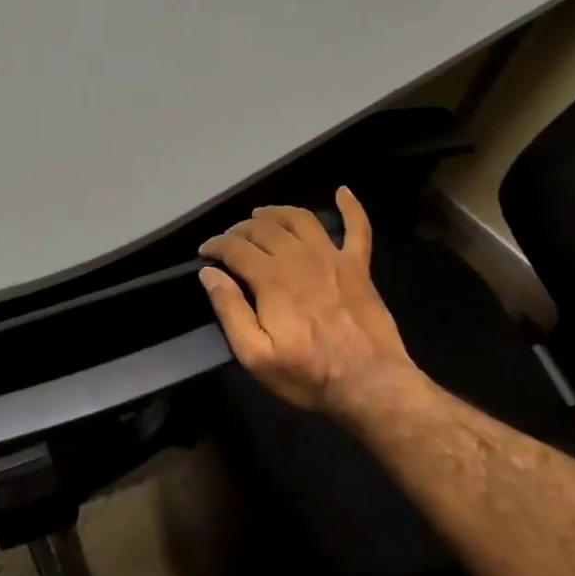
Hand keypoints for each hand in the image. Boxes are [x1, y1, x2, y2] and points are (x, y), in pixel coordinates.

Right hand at [199, 187, 424, 420]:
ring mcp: (333, 258)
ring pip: (300, 219)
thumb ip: (230, 310)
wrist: (370, 384)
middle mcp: (300, 258)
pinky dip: (351, 207)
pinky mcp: (359, 267)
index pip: (235, 248)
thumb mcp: (255, 355)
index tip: (204, 253)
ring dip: (277, 212)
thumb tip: (209, 274)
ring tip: (262, 215)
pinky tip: (343, 191)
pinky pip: (357, 228)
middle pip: (263, 228)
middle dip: (240, 229)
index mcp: (271, 279)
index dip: (215, 246)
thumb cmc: (308, 374)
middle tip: (229, 240)